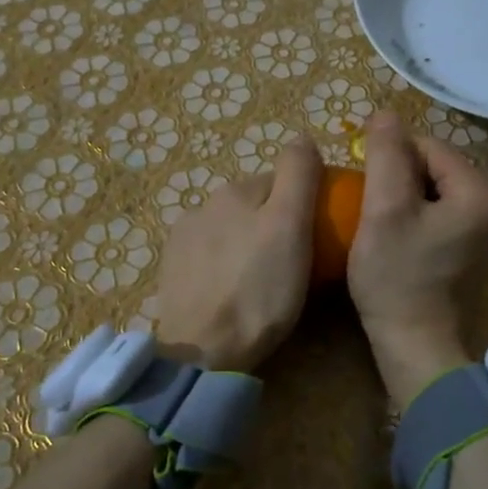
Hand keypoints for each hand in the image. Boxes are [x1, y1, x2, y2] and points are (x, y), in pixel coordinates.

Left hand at [153, 141, 322, 373]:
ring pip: (231, 229)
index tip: (316, 237)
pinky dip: (224, 264)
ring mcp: (182, 237)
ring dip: (247, 243)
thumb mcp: (291, 226)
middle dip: (273, 224)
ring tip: (262, 282)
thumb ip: (298, 174)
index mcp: (236, 190)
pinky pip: (209, 255)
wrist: (203, 351)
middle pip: (255, 205)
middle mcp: (204, 203)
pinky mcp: (171, 269)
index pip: (282, 181)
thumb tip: (302, 137)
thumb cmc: (260, 290)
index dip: (304, 205)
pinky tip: (232, 291)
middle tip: (294, 264)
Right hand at [347, 112, 487, 411]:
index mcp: (483, 193)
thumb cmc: (398, 278)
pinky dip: (420, 218)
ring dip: (407, 199)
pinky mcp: (480, 250)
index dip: (390, 160)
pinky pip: (445, 214)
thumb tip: (386, 114)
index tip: (365, 191)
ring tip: (382, 226)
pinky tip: (400, 240)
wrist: (417, 348)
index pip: (428, 147)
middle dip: (400, 180)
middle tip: (372, 211)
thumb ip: (386, 155)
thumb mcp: (384, 210)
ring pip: (438, 191)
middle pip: (436, 168)